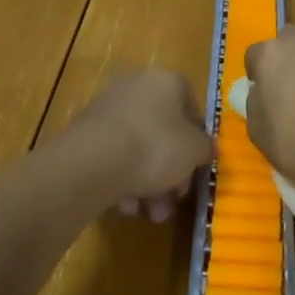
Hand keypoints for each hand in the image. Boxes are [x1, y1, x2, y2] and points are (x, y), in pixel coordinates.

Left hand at [70, 66, 212, 221]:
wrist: (94, 161)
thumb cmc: (156, 147)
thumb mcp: (195, 150)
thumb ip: (205, 148)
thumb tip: (207, 149)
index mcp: (168, 81)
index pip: (191, 109)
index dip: (197, 143)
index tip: (196, 171)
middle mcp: (138, 86)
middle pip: (164, 132)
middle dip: (171, 172)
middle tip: (173, 200)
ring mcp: (109, 107)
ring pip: (139, 147)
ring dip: (149, 183)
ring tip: (151, 213)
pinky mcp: (87, 131)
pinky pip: (115, 155)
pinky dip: (123, 178)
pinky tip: (126, 205)